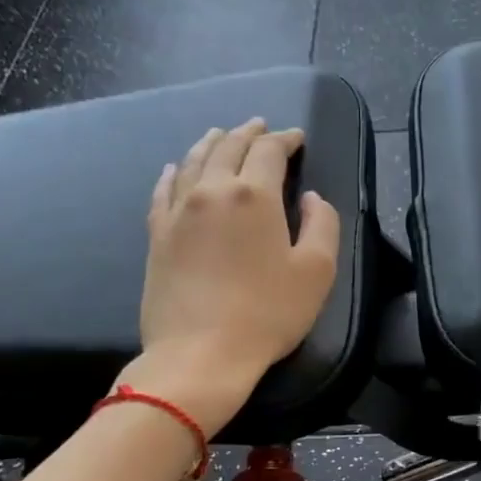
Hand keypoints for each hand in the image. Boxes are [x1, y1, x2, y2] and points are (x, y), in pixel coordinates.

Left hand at [133, 119, 339, 431]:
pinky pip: (163, 190)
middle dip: (248, 133)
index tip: (297, 138)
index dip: (285, 139)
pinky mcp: (157, 235)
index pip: (269, 151)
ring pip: (192, 161)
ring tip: (221, 135)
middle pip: (228, 147)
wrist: (201, 353)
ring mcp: (178, 211)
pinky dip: (173, 172)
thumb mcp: (317, 271)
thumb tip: (312, 198)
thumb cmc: (268, 314)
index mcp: (254, 195)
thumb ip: (323, 224)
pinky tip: (175, 169)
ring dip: (211, 143)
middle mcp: (212, 191)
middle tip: (261, 127)